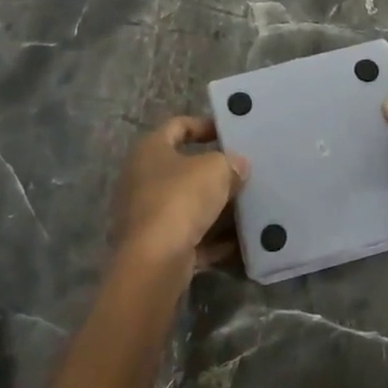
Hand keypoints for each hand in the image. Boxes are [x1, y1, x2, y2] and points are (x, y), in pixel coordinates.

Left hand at [112, 116, 248, 271]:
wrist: (154, 261)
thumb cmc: (181, 199)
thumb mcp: (216, 170)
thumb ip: (230, 162)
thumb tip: (237, 166)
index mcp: (149, 150)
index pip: (177, 125)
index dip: (204, 125)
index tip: (230, 134)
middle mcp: (141, 179)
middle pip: (183, 168)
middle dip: (213, 172)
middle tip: (242, 174)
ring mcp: (146, 215)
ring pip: (187, 205)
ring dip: (215, 208)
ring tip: (246, 207)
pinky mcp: (155, 246)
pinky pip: (189, 236)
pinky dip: (211, 239)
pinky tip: (238, 242)